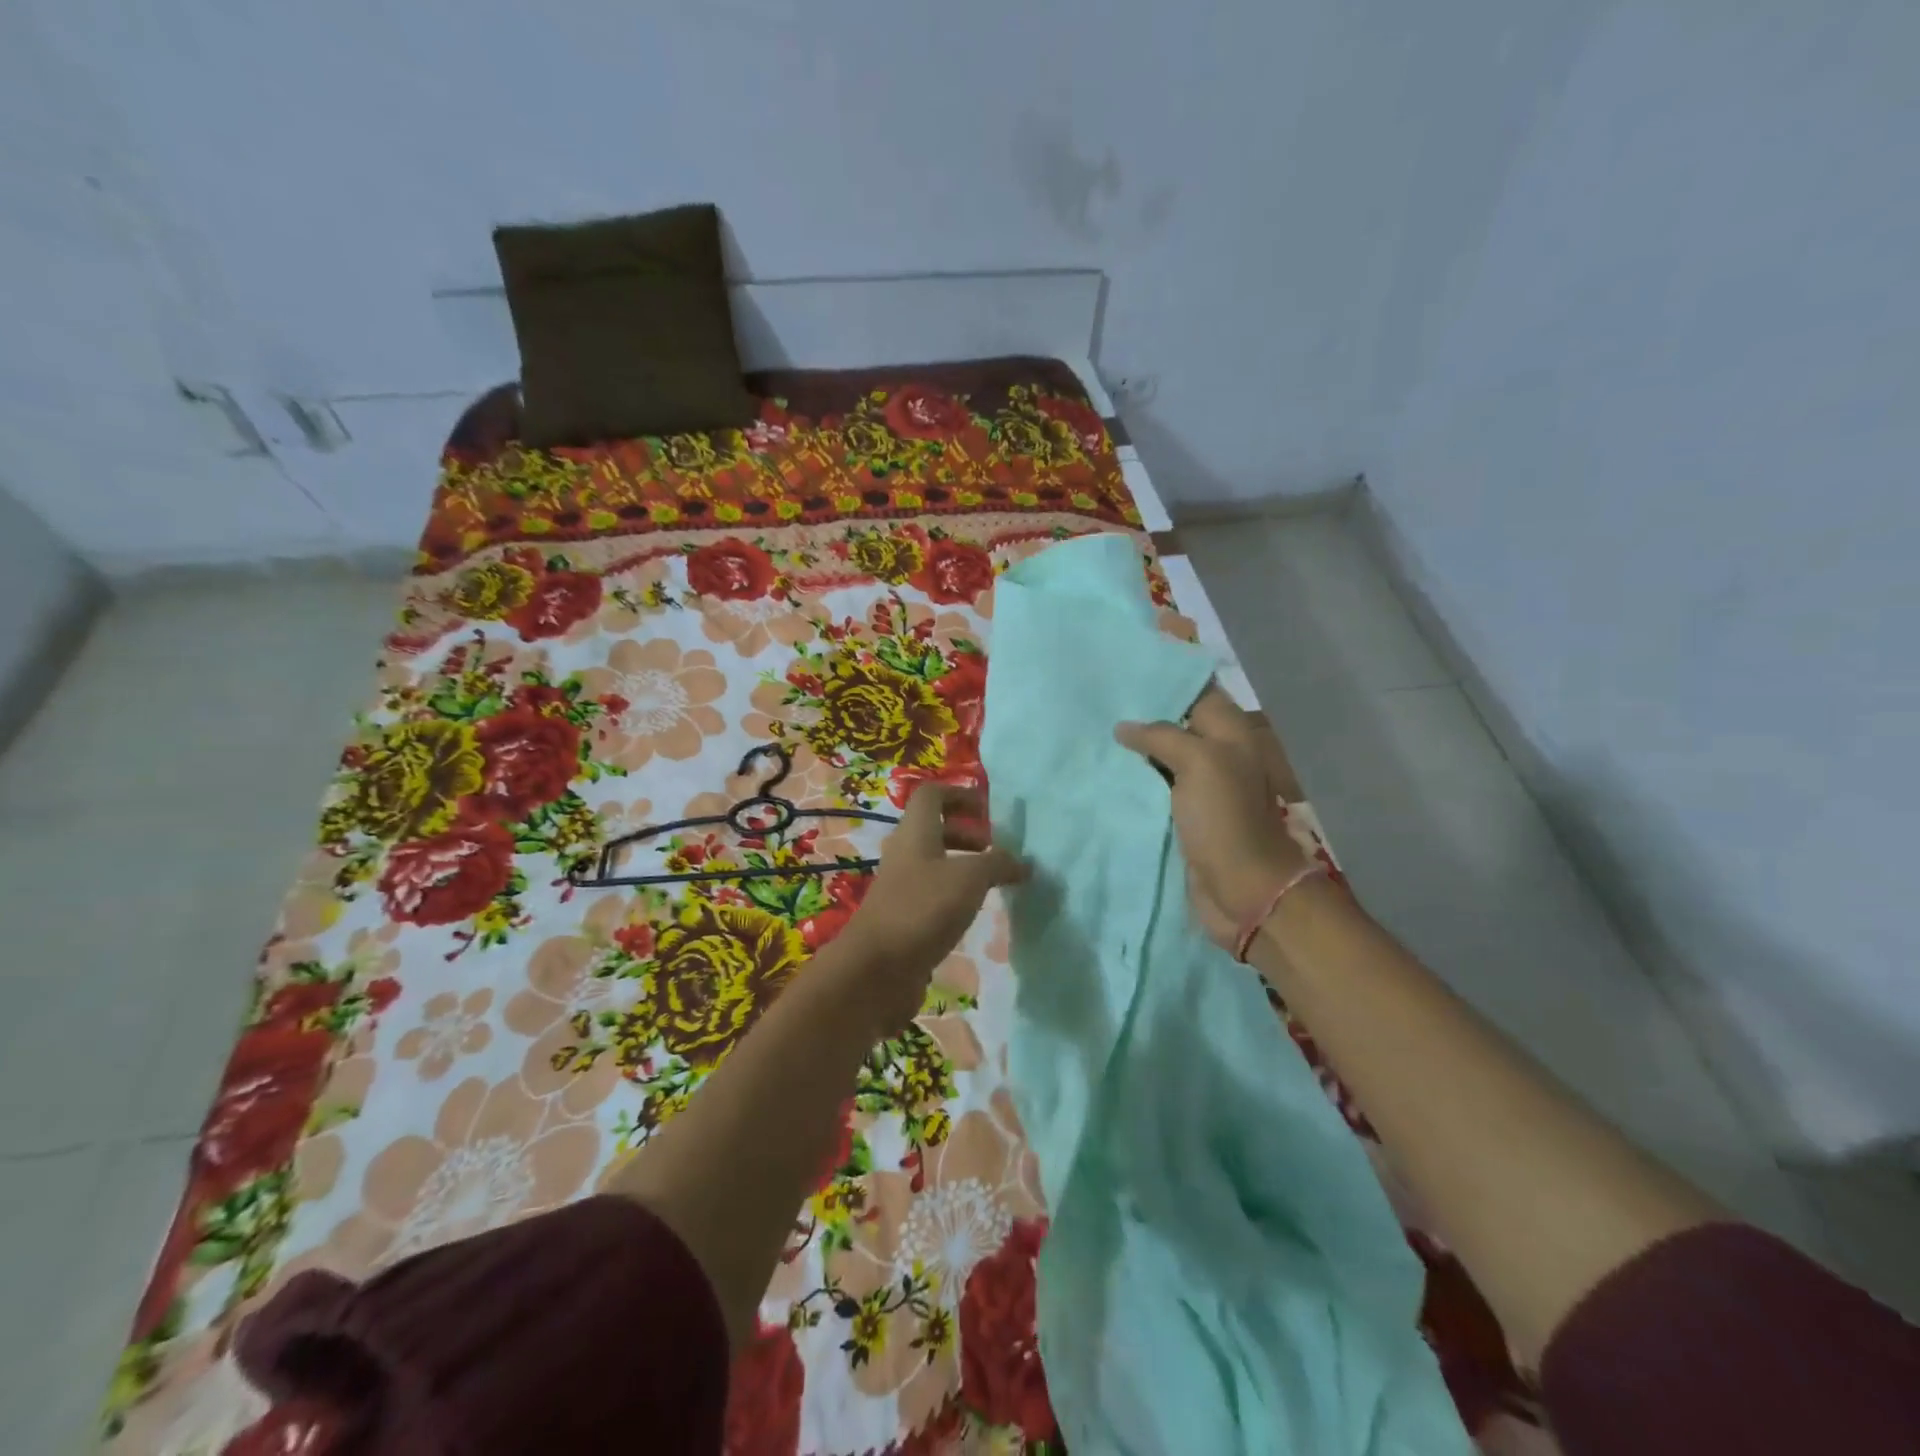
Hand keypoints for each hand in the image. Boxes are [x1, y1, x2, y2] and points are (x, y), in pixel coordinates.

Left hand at [831, 785, 1026, 1032]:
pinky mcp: (902, 917)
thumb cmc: (923, 908)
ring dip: (963, 866)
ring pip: (934, 863)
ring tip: (993, 884)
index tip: (989, 811)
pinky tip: (973, 913)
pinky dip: (954, 896)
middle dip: (967, 833)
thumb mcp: (970, 878)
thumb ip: (998, 863)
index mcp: (915, 832)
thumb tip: (1022, 863)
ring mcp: (900, 886)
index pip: (932, 794)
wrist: (877, 969)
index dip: (960, 794)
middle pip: (934, 829)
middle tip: (997, 850)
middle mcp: (904, 853)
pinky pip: (931, 894)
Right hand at [1115, 685, 1309, 948]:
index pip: (1195, 690)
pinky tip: (1102, 768)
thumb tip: (1124, 727)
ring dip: (1133, 746)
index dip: (1163, 678)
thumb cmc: (1224, 818)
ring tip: (1091, 728)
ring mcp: (1198, 784)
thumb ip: (1162, 735)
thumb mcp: (1199, 762)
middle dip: (1140, 711)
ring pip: (1161, 754)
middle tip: (1096, 699)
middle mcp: (1215, 751)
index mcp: (1228, 731)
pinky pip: (1154, 785)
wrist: (1241, 888)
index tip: (1121, 670)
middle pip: (1175, 721)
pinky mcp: (1181, 812)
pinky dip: (1132, 777)